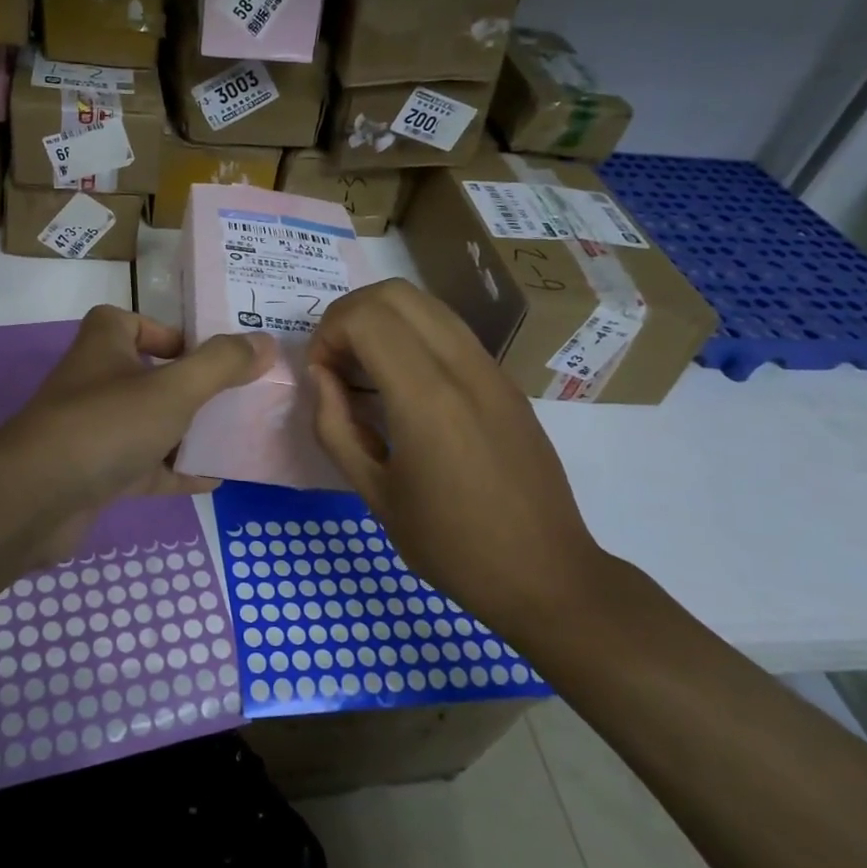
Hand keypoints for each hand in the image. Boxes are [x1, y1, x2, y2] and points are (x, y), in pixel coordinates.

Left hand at [0, 306, 274, 567]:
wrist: (36, 498)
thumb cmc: (107, 425)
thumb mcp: (174, 388)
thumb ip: (221, 364)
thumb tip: (265, 342)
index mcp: (105, 344)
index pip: (133, 322)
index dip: (168, 333)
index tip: (207, 353)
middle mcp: (96, 381)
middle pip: (149, 375)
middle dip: (190, 386)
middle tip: (236, 395)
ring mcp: (95, 430)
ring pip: (149, 423)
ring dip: (186, 430)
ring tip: (235, 435)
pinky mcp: (96, 472)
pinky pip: (145, 466)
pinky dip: (176, 470)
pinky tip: (214, 479)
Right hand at [307, 280, 604, 635]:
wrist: (546, 574)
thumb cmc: (451, 545)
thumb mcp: (373, 494)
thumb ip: (334, 426)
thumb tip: (320, 377)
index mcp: (426, 398)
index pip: (364, 317)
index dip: (328, 334)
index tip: (322, 377)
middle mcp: (462, 367)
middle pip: (394, 293)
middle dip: (350, 315)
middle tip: (337, 363)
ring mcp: (490, 369)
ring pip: (425, 303)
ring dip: (382, 321)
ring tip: (366, 372)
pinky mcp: (505, 380)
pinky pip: (449, 330)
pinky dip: (412, 335)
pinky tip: (404, 386)